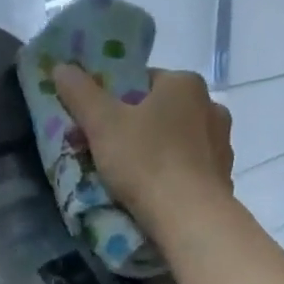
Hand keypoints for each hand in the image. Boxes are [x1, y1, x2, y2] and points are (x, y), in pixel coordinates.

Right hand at [52, 63, 235, 235]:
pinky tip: (154, 193)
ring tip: (128, 179)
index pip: (142, 82)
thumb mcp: (102, 125)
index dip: (113, 102)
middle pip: (159, 112)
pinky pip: (189, 169)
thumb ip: (81, 94)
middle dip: (132, 129)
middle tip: (104, 155)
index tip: (95, 126)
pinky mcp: (223, 176)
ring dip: (154, 153)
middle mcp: (210, 106)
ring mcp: (221, 143)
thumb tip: (61, 66)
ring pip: (176, 141)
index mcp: (184, 83)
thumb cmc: (145, 162)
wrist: (189, 217)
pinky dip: (171, 176)